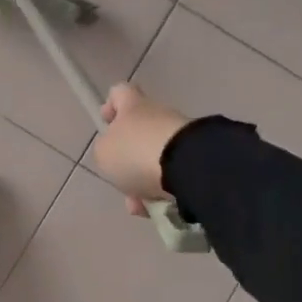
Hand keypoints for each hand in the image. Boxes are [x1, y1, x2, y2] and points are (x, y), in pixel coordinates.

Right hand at [93, 84, 189, 216]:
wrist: (187, 167)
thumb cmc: (136, 152)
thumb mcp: (104, 152)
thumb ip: (106, 148)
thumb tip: (116, 150)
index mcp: (134, 106)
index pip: (121, 92)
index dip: (111, 104)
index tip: (106, 121)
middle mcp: (159, 116)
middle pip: (139, 132)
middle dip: (128, 159)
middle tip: (120, 179)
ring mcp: (181, 136)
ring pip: (155, 159)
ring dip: (144, 181)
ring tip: (139, 204)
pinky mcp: (197, 158)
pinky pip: (172, 176)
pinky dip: (162, 192)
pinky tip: (157, 208)